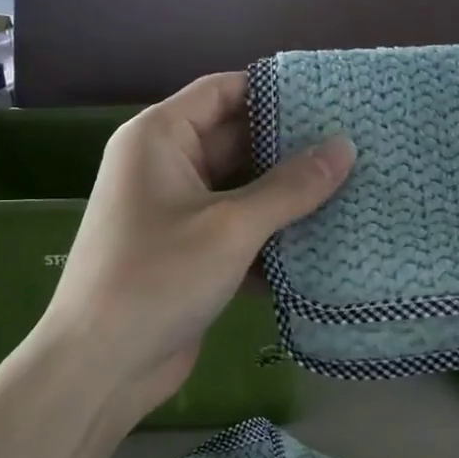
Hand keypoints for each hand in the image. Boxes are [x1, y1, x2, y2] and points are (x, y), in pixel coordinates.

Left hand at [39, 73, 354, 421]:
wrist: (102, 367)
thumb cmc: (158, 278)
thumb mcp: (231, 227)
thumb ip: (291, 187)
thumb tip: (345, 147)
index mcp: (160, 138)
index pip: (222, 90)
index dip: (274, 91)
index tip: (332, 98)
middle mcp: (166, 167)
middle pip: (237, 140)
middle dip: (291, 148)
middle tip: (355, 147)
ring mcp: (178, 213)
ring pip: (243, 189)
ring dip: (288, 196)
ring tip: (353, 188)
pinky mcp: (191, 254)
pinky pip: (239, 230)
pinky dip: (273, 236)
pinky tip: (324, 243)